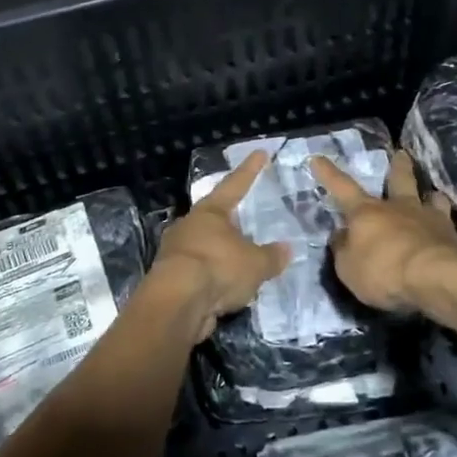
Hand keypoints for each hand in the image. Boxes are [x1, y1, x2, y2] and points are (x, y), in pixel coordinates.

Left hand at [151, 150, 291, 343]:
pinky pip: (198, 273)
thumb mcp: (255, 264)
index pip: (234, 185)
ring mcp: (176, 252)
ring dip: (221, 254)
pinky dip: (213, 278)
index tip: (260, 153)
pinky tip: (225, 289)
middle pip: (214, 218)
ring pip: (204, 247)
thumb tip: (286, 249)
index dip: (249, 170)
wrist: (176, 304)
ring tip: (240, 264)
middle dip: (230, 221)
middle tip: (246, 222)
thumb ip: (271, 256)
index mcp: (210, 212)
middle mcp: (189, 225)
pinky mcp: (170, 279)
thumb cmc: (217, 269)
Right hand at [311, 151, 456, 314]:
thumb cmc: (384, 271)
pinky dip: (447, 224)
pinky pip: (449, 223)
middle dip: (398, 166)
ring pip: (431, 198)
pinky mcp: (453, 236)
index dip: (329, 174)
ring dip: (430, 195)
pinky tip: (449, 230)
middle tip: (401, 154)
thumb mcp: (348, 268)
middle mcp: (398, 208)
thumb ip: (343, 250)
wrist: (437, 278)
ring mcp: (429, 219)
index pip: (342, 188)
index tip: (318, 158)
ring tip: (433, 194)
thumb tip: (341, 236)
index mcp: (367, 213)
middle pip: (399, 180)